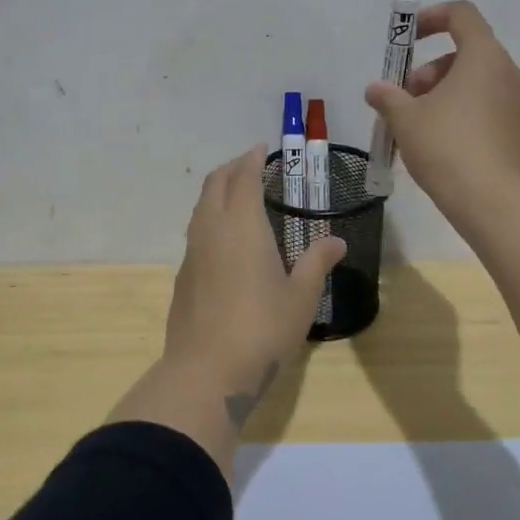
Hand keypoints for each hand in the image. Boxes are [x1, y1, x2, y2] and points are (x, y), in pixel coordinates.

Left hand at [162, 146, 344, 426]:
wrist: (206, 371)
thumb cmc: (262, 329)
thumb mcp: (301, 297)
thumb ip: (316, 263)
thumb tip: (336, 241)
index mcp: (242, 225)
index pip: (244, 178)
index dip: (252, 159)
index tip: (261, 148)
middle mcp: (212, 230)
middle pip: (215, 184)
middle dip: (231, 168)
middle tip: (249, 164)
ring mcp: (192, 253)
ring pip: (201, 207)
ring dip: (217, 191)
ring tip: (237, 195)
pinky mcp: (183, 276)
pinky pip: (196, 232)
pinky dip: (210, 218)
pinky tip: (224, 239)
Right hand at [365, 0, 519, 217]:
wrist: (494, 202)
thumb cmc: (447, 147)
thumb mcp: (405, 119)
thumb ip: (388, 97)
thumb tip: (375, 89)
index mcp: (484, 57)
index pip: (462, 14)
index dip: (431, 18)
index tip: (408, 40)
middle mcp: (510, 72)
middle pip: (467, 52)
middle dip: (431, 70)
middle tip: (406, 99)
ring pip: (478, 82)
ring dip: (445, 93)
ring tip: (419, 126)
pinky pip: (489, 107)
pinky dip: (464, 112)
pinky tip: (442, 145)